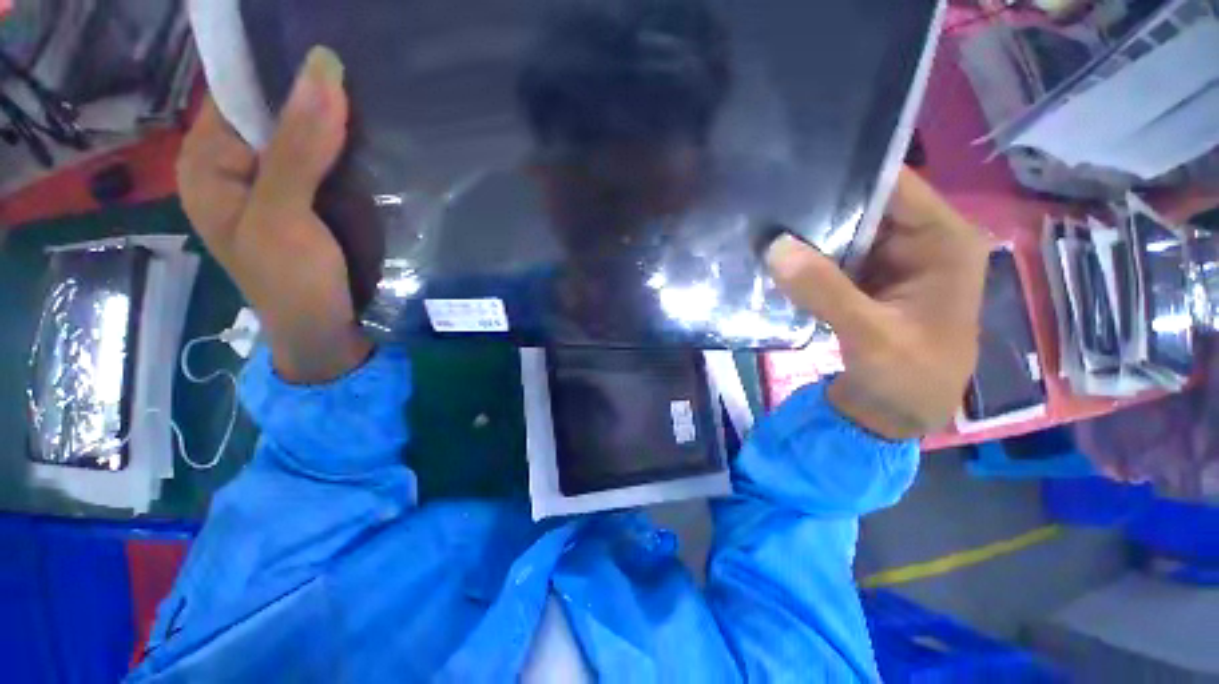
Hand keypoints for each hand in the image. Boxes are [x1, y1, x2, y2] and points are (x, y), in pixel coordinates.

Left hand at [177, 47, 370, 382]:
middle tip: (362, 84)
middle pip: (270, 110)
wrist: (323, 330)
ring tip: (372, 109)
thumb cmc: (290, 281)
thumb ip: (299, 146)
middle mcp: (233, 163)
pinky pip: (321, 160)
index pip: (237, 89)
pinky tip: (368, 146)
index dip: (279, 70)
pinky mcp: (304, 199)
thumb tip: (323, 67)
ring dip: (333, 125)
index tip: (332, 60)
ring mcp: (272, 182)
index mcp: (207, 160)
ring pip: (301, 135)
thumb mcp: (285, 214)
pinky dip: (344, 152)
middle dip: (312, 98)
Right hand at [767, 169, 988, 439]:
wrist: (894, 416)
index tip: (796, 167)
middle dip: (821, 202)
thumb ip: (826, 291)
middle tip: (770, 196)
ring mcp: (888, 261)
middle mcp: (918, 241)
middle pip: (866, 204)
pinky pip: (831, 257)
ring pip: (843, 231)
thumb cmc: (906, 379)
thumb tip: (775, 247)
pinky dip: (806, 257)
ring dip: (808, 231)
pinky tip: (776, 252)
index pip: (896, 185)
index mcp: (942, 242)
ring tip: (765, 219)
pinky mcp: (863, 281)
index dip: (849, 172)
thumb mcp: (871, 336)